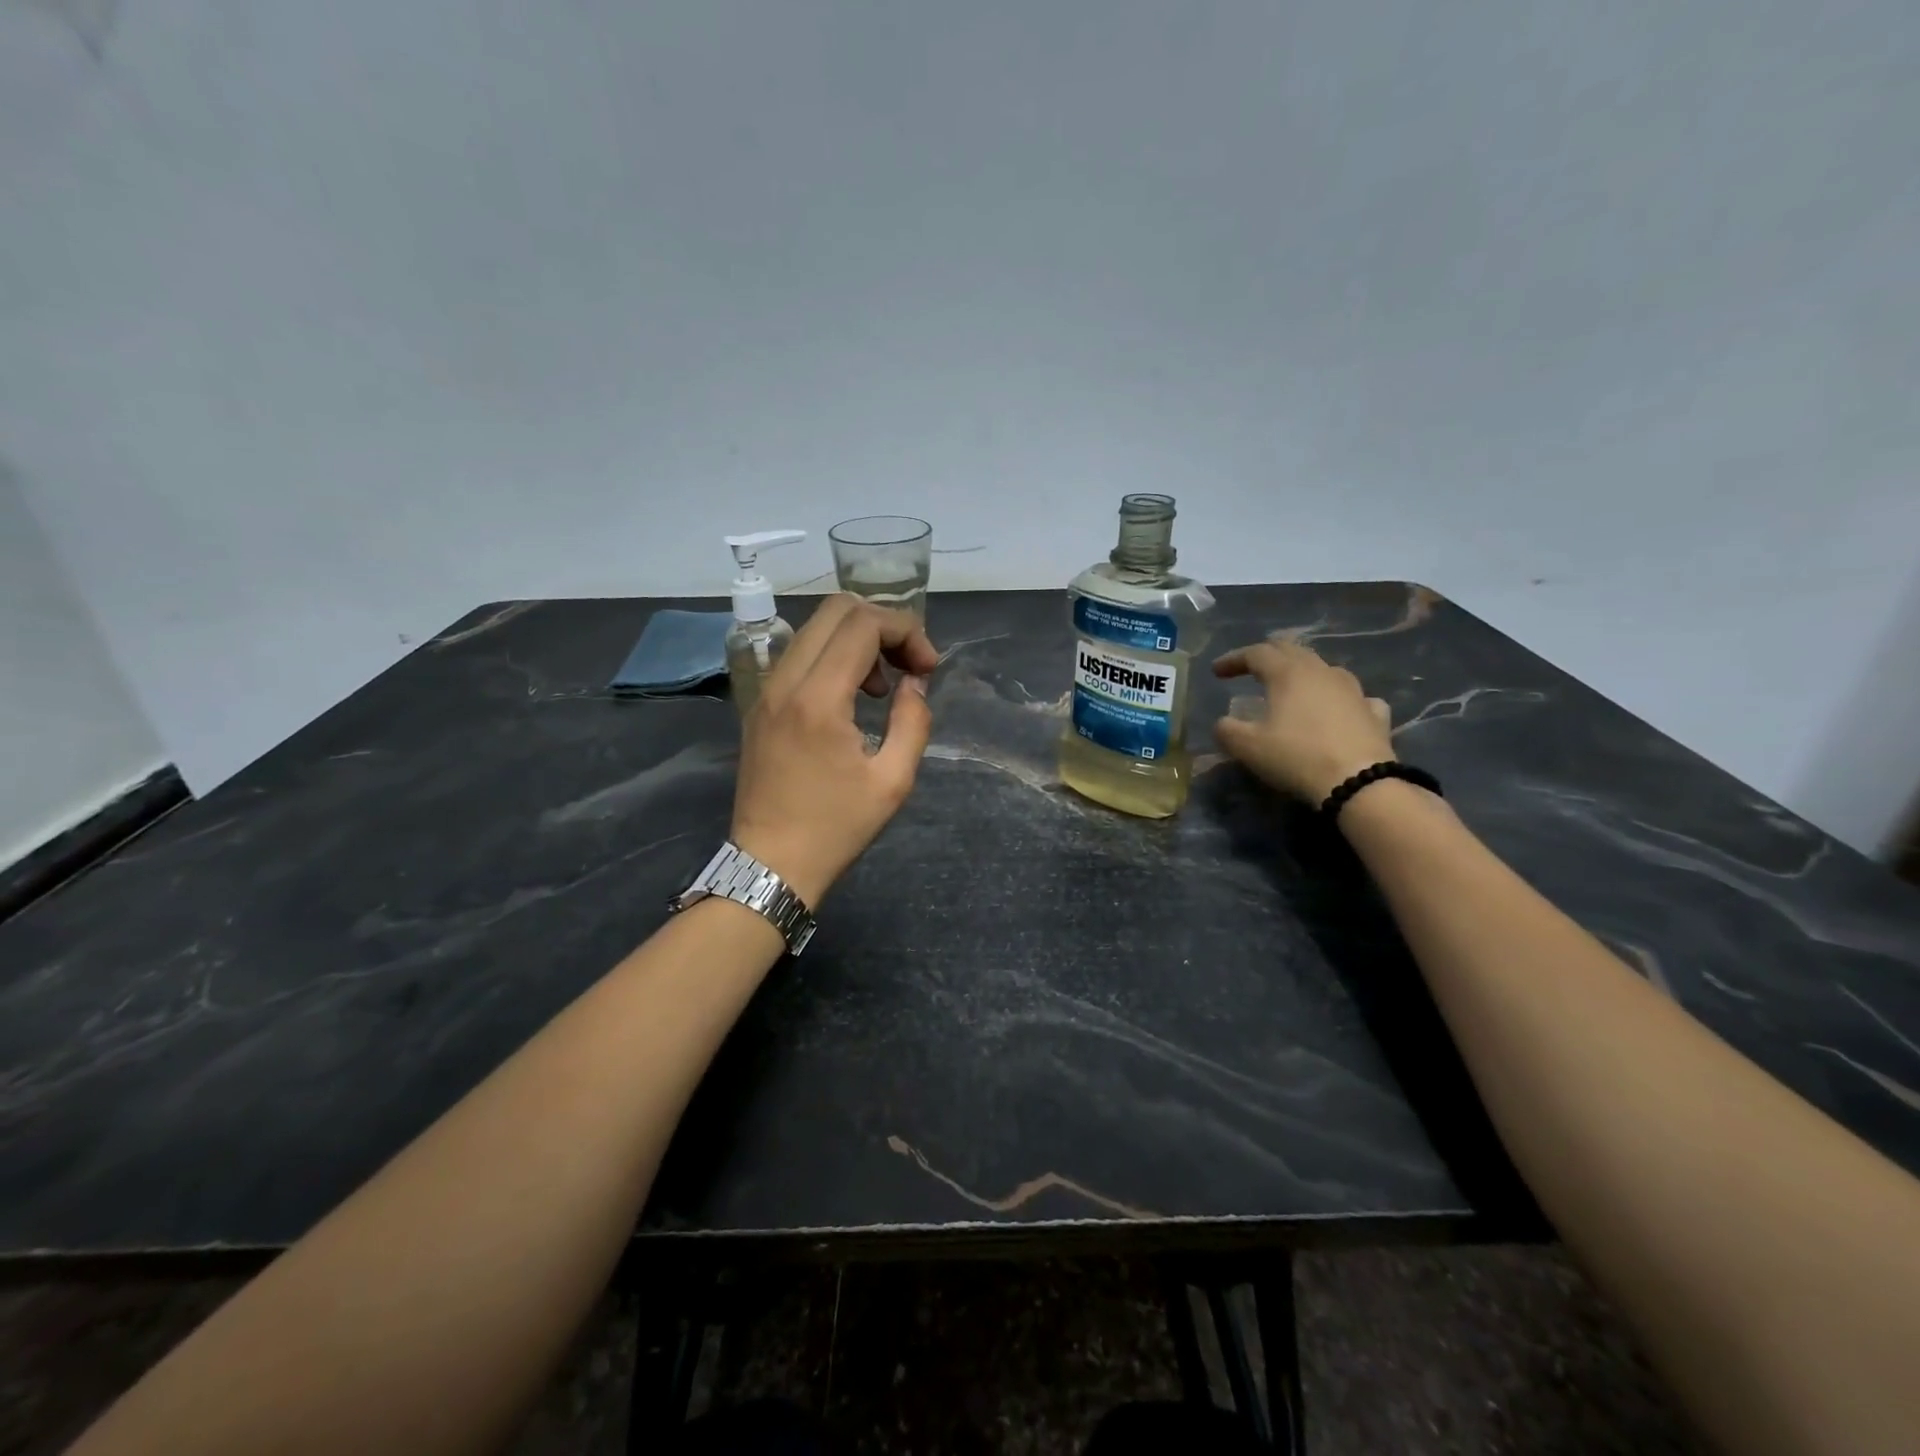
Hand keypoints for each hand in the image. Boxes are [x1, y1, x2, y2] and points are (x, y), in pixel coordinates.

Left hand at [730, 594, 937, 905]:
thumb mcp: (893, 781)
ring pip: (815, 629)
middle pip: (836, 610)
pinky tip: (852, 698)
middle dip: (883, 625)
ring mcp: (766, 691)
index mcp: (817, 699)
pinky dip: (833, 658)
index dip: (906, 631)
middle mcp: (785, 681)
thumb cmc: (836, 829)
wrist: (769, 865)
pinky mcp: (760, 705)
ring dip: (858, 641)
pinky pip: (800, 656)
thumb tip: (913, 684)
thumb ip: (913, 721)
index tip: (928, 668)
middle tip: (909, 665)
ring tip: (883, 689)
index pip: (863, 624)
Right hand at [1212, 639, 1394, 803]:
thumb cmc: (1297, 757)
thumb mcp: (1247, 747)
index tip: (1216, 672)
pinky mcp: (1374, 712)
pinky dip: (1338, 698)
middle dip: (1268, 655)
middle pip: (1292, 650)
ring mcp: (1353, 690)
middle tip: (1251, 667)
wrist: (1359, 782)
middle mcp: (1321, 672)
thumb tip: (1223, 723)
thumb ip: (1226, 730)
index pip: (1256, 654)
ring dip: (1303, 672)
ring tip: (1292, 687)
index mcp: (1288, 673)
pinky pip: (1353, 696)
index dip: (1233, 659)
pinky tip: (1338, 708)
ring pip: (1324, 668)